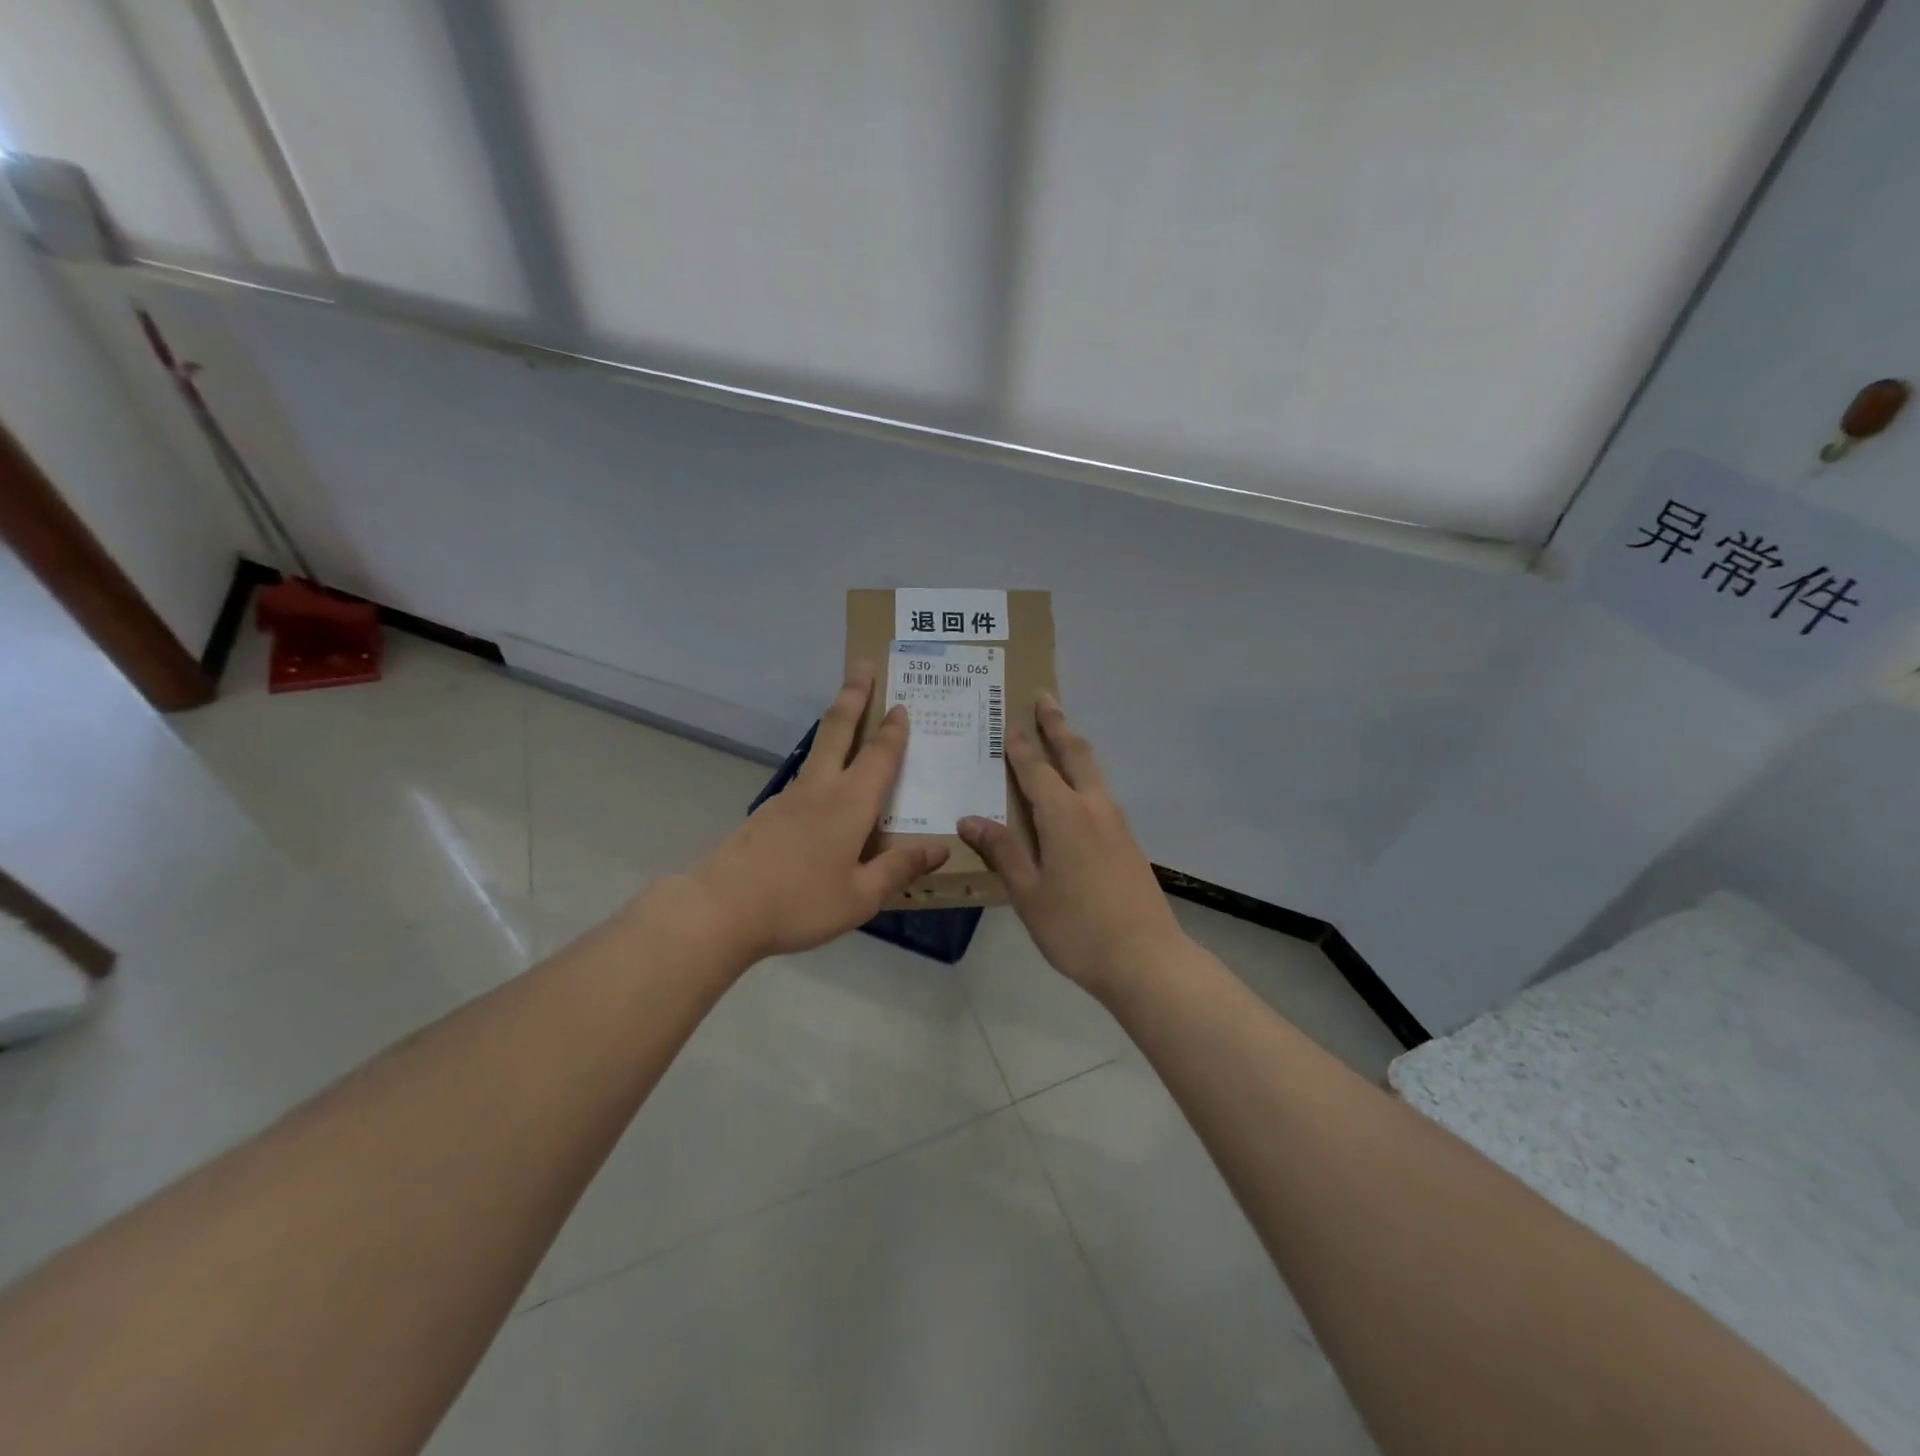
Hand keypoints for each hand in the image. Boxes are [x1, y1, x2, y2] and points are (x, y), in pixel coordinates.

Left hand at [682, 663, 949, 962]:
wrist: (722, 908)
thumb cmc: (800, 902)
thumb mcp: (861, 896)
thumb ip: (899, 869)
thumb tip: (940, 849)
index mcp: (850, 803)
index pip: (879, 755)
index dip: (893, 730)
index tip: (901, 704)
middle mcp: (820, 789)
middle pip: (838, 729)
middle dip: (854, 695)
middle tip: (863, 666)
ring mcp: (788, 798)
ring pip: (818, 750)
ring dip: (836, 726)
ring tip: (850, 719)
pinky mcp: (767, 813)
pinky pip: (804, 779)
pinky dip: (821, 767)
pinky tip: (824, 792)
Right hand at [959, 695, 1183, 997]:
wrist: (1146, 958)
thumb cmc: (1076, 927)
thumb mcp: (1028, 892)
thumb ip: (1002, 851)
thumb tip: (969, 818)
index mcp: (1064, 815)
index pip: (1036, 769)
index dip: (1020, 745)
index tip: (1010, 719)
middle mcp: (1093, 808)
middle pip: (1075, 754)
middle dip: (1058, 724)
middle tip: (1045, 697)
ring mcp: (1116, 824)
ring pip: (1093, 772)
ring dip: (1074, 747)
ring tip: (1060, 734)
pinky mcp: (1128, 842)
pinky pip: (1101, 794)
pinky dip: (1085, 776)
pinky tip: (1077, 792)